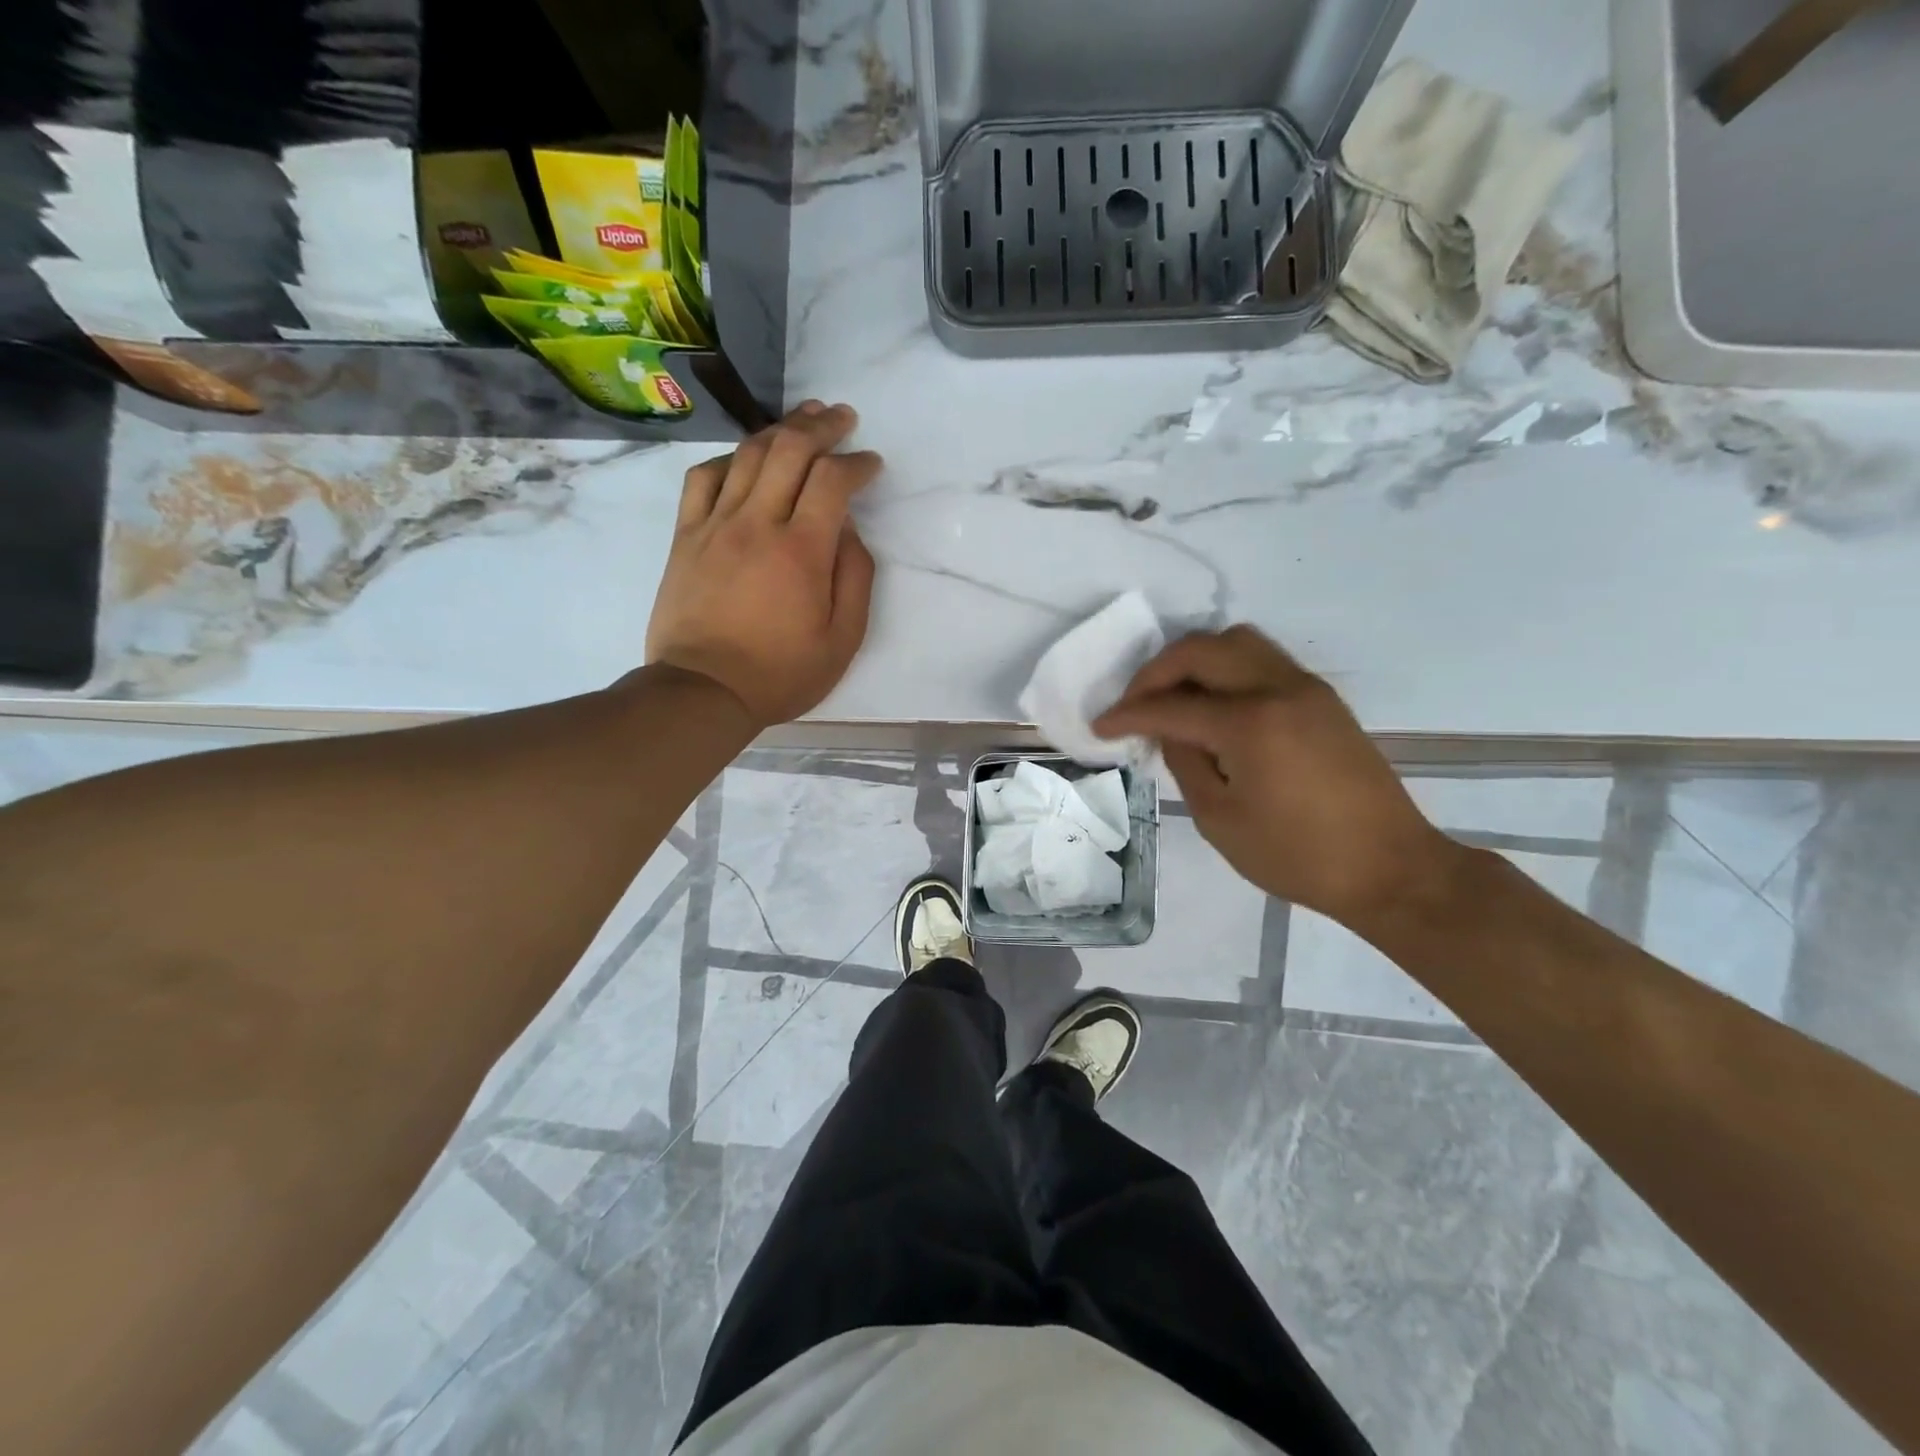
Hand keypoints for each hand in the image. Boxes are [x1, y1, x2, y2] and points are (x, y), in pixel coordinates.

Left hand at [646, 401, 880, 726]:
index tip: (871, 463)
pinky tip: (744, 459)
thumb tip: (849, 531)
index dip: (857, 462)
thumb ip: (855, 579)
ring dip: (779, 430)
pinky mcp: (686, 536)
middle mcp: (757, 523)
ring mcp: (715, 525)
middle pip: (789, 450)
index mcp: (802, 550)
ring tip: (802, 419)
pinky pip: (703, 479)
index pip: (833, 480)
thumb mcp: (842, 640)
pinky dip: (728, 459)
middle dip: (821, 427)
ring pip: (747, 455)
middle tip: (842, 418)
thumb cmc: (780, 673)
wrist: (703, 691)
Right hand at [1094, 626, 1459, 929]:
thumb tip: (1169, 730)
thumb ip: (1186, 762)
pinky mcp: (1323, 699)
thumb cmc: (1297, 856)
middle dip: (1157, 671)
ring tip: (1174, 696)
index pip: (1172, 705)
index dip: (1128, 714)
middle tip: (1134, 703)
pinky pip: (1263, 661)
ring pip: (1237, 642)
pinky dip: (1227, 669)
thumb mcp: (1220, 819)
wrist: (1390, 868)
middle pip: (1202, 649)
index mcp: (1250, 723)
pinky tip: (1215, 705)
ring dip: (1195, 660)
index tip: (1100, 726)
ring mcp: (1306, 689)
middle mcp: (1278, 689)